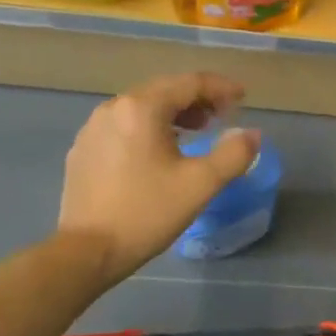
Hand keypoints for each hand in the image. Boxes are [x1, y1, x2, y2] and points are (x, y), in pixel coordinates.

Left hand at [58, 73, 260, 286]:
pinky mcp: (83, 150)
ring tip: (195, 132)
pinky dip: (148, 128)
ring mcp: (93, 128)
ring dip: (173, 113)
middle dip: (197, 99)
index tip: (243, 98)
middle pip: (164, 90)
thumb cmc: (147, 213)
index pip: (189, 83)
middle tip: (222, 116)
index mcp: (142, 108)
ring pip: (141, 108)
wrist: (86, 252)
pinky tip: (159, 152)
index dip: (220, 87)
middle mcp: (113, 108)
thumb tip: (251, 134)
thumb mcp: (200, 184)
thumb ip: (233, 154)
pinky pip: (123, 126)